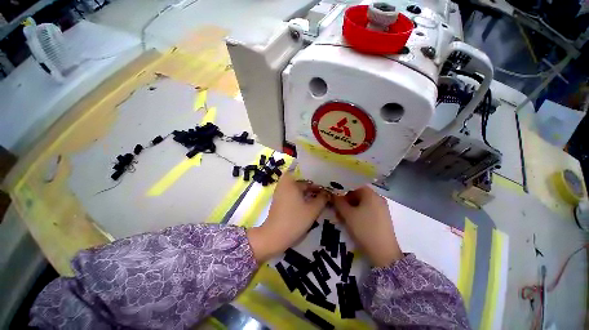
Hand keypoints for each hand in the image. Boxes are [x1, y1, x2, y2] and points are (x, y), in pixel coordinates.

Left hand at [247, 173, 328, 262]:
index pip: (307, 177)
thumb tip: (327, 193)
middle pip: (302, 182)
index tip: (327, 186)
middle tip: (325, 192)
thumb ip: (322, 199)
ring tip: (319, 197)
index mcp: (290, 182)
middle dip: (313, 187)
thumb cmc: (294, 220)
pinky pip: (292, 194)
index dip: (317, 181)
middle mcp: (284, 184)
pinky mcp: (279, 201)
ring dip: (307, 192)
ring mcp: (280, 193)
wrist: (274, 236)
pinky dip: (300, 196)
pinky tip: (309, 203)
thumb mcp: (312, 210)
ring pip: (297, 189)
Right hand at [333, 186, 402, 266]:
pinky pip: (367, 209)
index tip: (334, 195)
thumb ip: (338, 201)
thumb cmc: (364, 229)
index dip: (342, 189)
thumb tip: (332, 193)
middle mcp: (378, 198)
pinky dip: (358, 212)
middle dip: (346, 199)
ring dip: (350, 206)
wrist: (383, 252)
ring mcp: (381, 208)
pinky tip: (351, 220)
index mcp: (371, 194)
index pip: (354, 185)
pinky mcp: (382, 217)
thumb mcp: (348, 214)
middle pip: (358, 194)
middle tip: (336, 206)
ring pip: (362, 202)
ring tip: (341, 215)